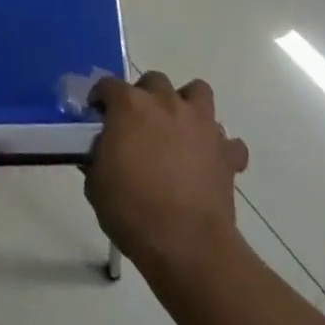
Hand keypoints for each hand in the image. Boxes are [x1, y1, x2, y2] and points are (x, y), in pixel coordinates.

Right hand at [86, 72, 249, 270]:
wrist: (186, 244)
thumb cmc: (132, 210)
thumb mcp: (96, 184)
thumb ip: (98, 156)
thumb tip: (103, 150)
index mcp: (130, 106)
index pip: (109, 85)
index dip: (101, 98)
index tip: (98, 115)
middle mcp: (166, 103)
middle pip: (155, 80)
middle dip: (145, 94)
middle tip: (138, 122)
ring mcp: (201, 124)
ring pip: (198, 92)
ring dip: (187, 104)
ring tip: (178, 128)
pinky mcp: (227, 152)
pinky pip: (228, 141)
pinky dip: (220, 147)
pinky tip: (209, 161)